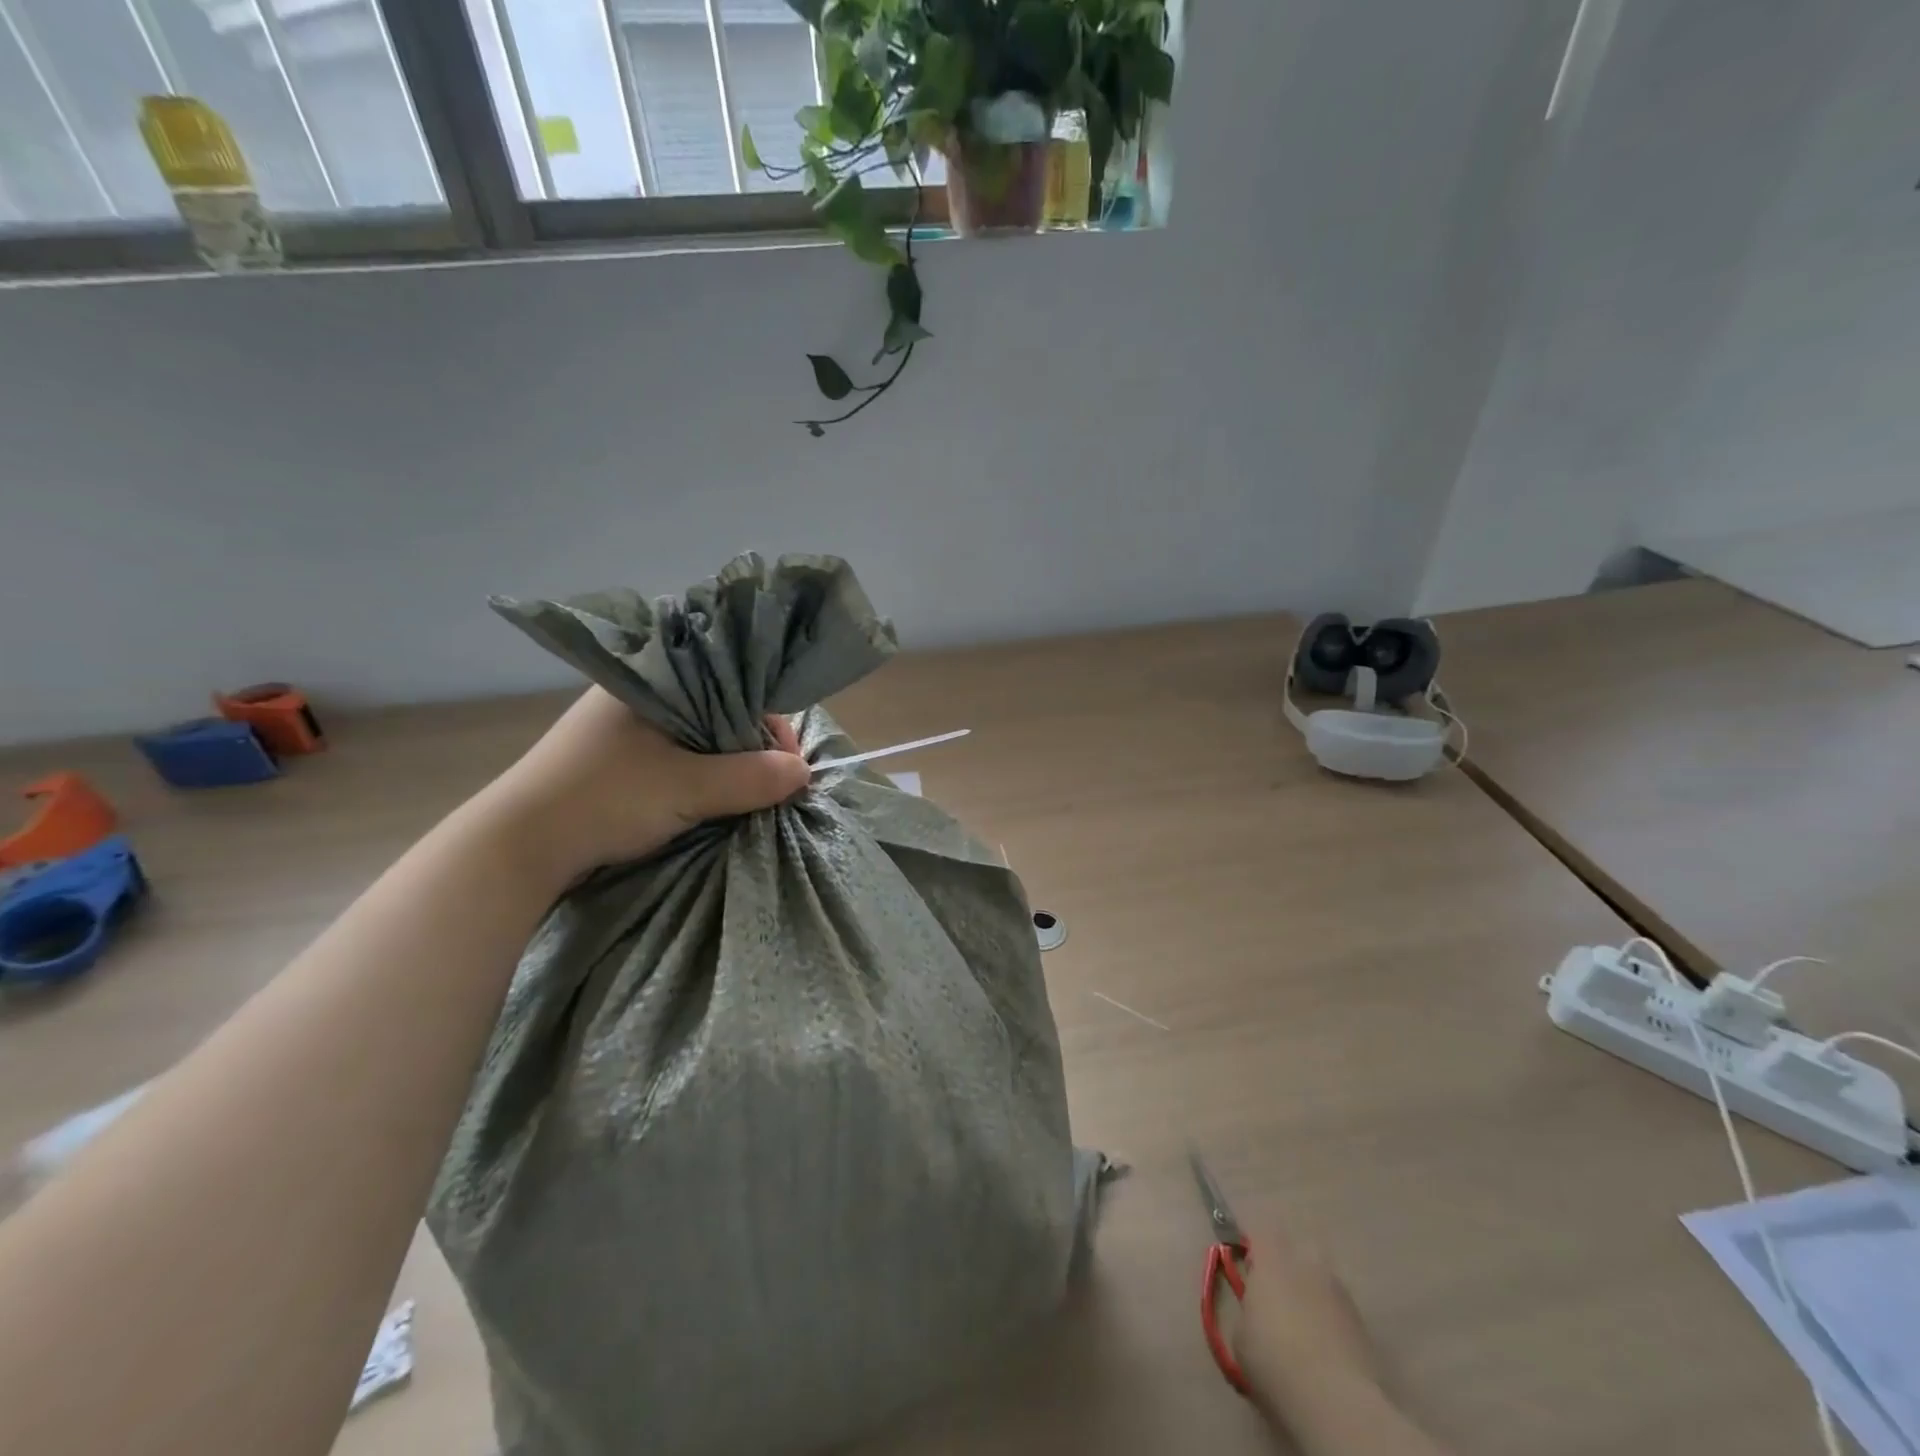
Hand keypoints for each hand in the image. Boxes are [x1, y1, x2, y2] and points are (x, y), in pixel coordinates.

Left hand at [476, 688, 810, 881]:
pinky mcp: (619, 762)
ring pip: (699, 736)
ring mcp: (625, 730)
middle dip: (751, 745)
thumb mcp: (686, 788)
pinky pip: (679, 757)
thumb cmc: (603, 800)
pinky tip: (717, 796)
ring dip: (728, 763)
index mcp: (651, 680)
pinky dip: (704, 775)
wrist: (517, 848)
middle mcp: (639, 695)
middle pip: (718, 709)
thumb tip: (805, 773)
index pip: (730, 681)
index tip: (786, 758)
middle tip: (773, 782)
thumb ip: (750, 777)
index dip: (766, 718)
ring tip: (750, 793)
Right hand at [1235, 1220, 1381, 1401]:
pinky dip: (1330, 1320)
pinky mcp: (1362, 1322)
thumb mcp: (1240, 1335)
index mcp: (1272, 1259)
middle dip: (1288, 1267)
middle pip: (1297, 1250)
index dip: (1254, 1249)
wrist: (1334, 1401)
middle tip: (1278, 1297)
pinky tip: (1325, 1349)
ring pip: (1320, 1280)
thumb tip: (1257, 1312)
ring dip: (1311, 1294)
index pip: (1261, 1233)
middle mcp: (1307, 1263)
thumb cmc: (1273, 1360)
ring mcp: (1339, 1291)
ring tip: (1304, 1329)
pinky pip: (1338, 1309)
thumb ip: (1248, 1310)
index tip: (1248, 1272)